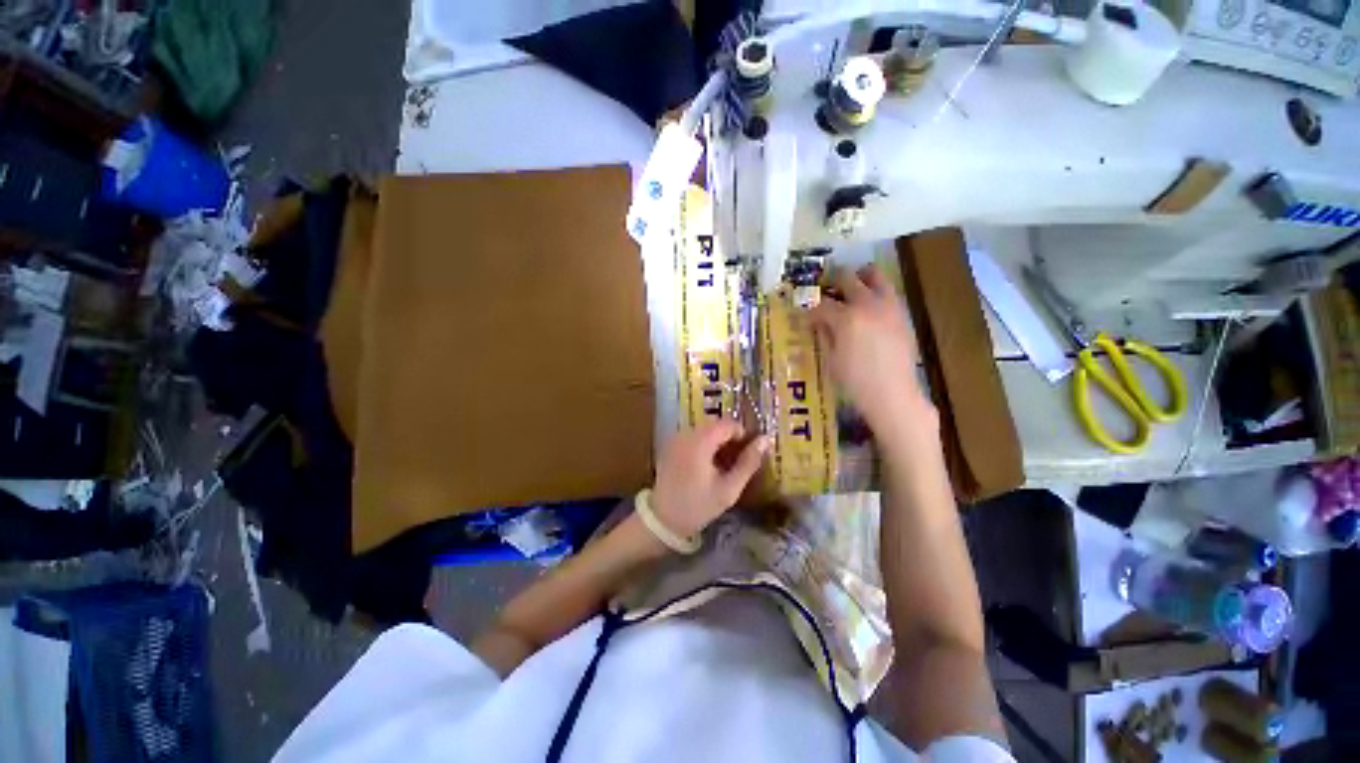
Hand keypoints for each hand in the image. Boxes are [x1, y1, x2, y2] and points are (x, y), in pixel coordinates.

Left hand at [651, 420, 769, 537]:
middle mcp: (686, 433)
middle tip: (739, 460)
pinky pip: (693, 436)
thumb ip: (748, 463)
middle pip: (716, 424)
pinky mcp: (671, 445)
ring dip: (718, 440)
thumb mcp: (728, 489)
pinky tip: (708, 465)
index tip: (750, 452)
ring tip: (725, 464)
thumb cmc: (698, 506)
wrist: (663, 520)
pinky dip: (705, 444)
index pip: (728, 424)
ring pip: (705, 429)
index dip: (743, 434)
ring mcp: (676, 438)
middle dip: (731, 437)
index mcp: (700, 441)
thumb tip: (766, 440)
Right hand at [811, 265, 935, 437]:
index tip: (807, 318)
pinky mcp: (902, 314)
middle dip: (832, 282)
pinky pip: (888, 292)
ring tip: (850, 290)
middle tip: (826, 291)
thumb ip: (824, 334)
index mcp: (846, 318)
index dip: (811, 311)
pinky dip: (875, 292)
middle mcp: (868, 304)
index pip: (822, 304)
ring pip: (875, 275)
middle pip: (847, 278)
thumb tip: (818, 321)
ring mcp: (889, 306)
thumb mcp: (831, 359)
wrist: (893, 394)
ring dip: (859, 278)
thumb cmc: (855, 382)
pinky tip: (868, 309)